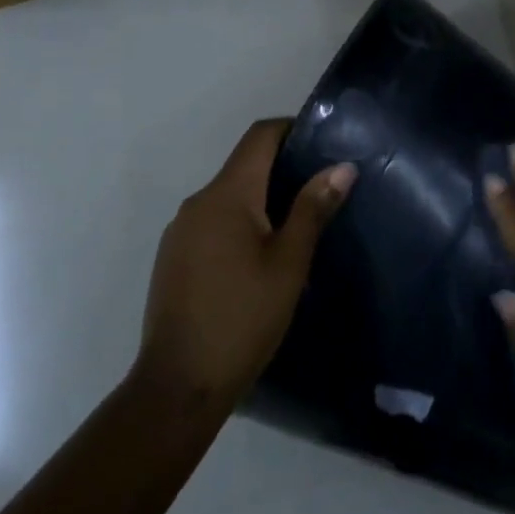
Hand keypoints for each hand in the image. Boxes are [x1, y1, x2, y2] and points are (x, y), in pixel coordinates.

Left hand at [136, 119, 356, 410]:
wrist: (178, 384)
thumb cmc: (243, 318)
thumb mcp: (289, 264)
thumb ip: (313, 209)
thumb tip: (342, 166)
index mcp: (227, 194)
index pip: (259, 136)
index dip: (291, 129)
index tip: (323, 143)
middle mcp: (198, 201)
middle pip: (244, 165)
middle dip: (281, 170)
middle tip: (320, 191)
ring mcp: (180, 230)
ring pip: (228, 197)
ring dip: (260, 201)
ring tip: (295, 228)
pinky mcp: (172, 257)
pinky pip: (212, 223)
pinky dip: (238, 225)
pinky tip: (257, 260)